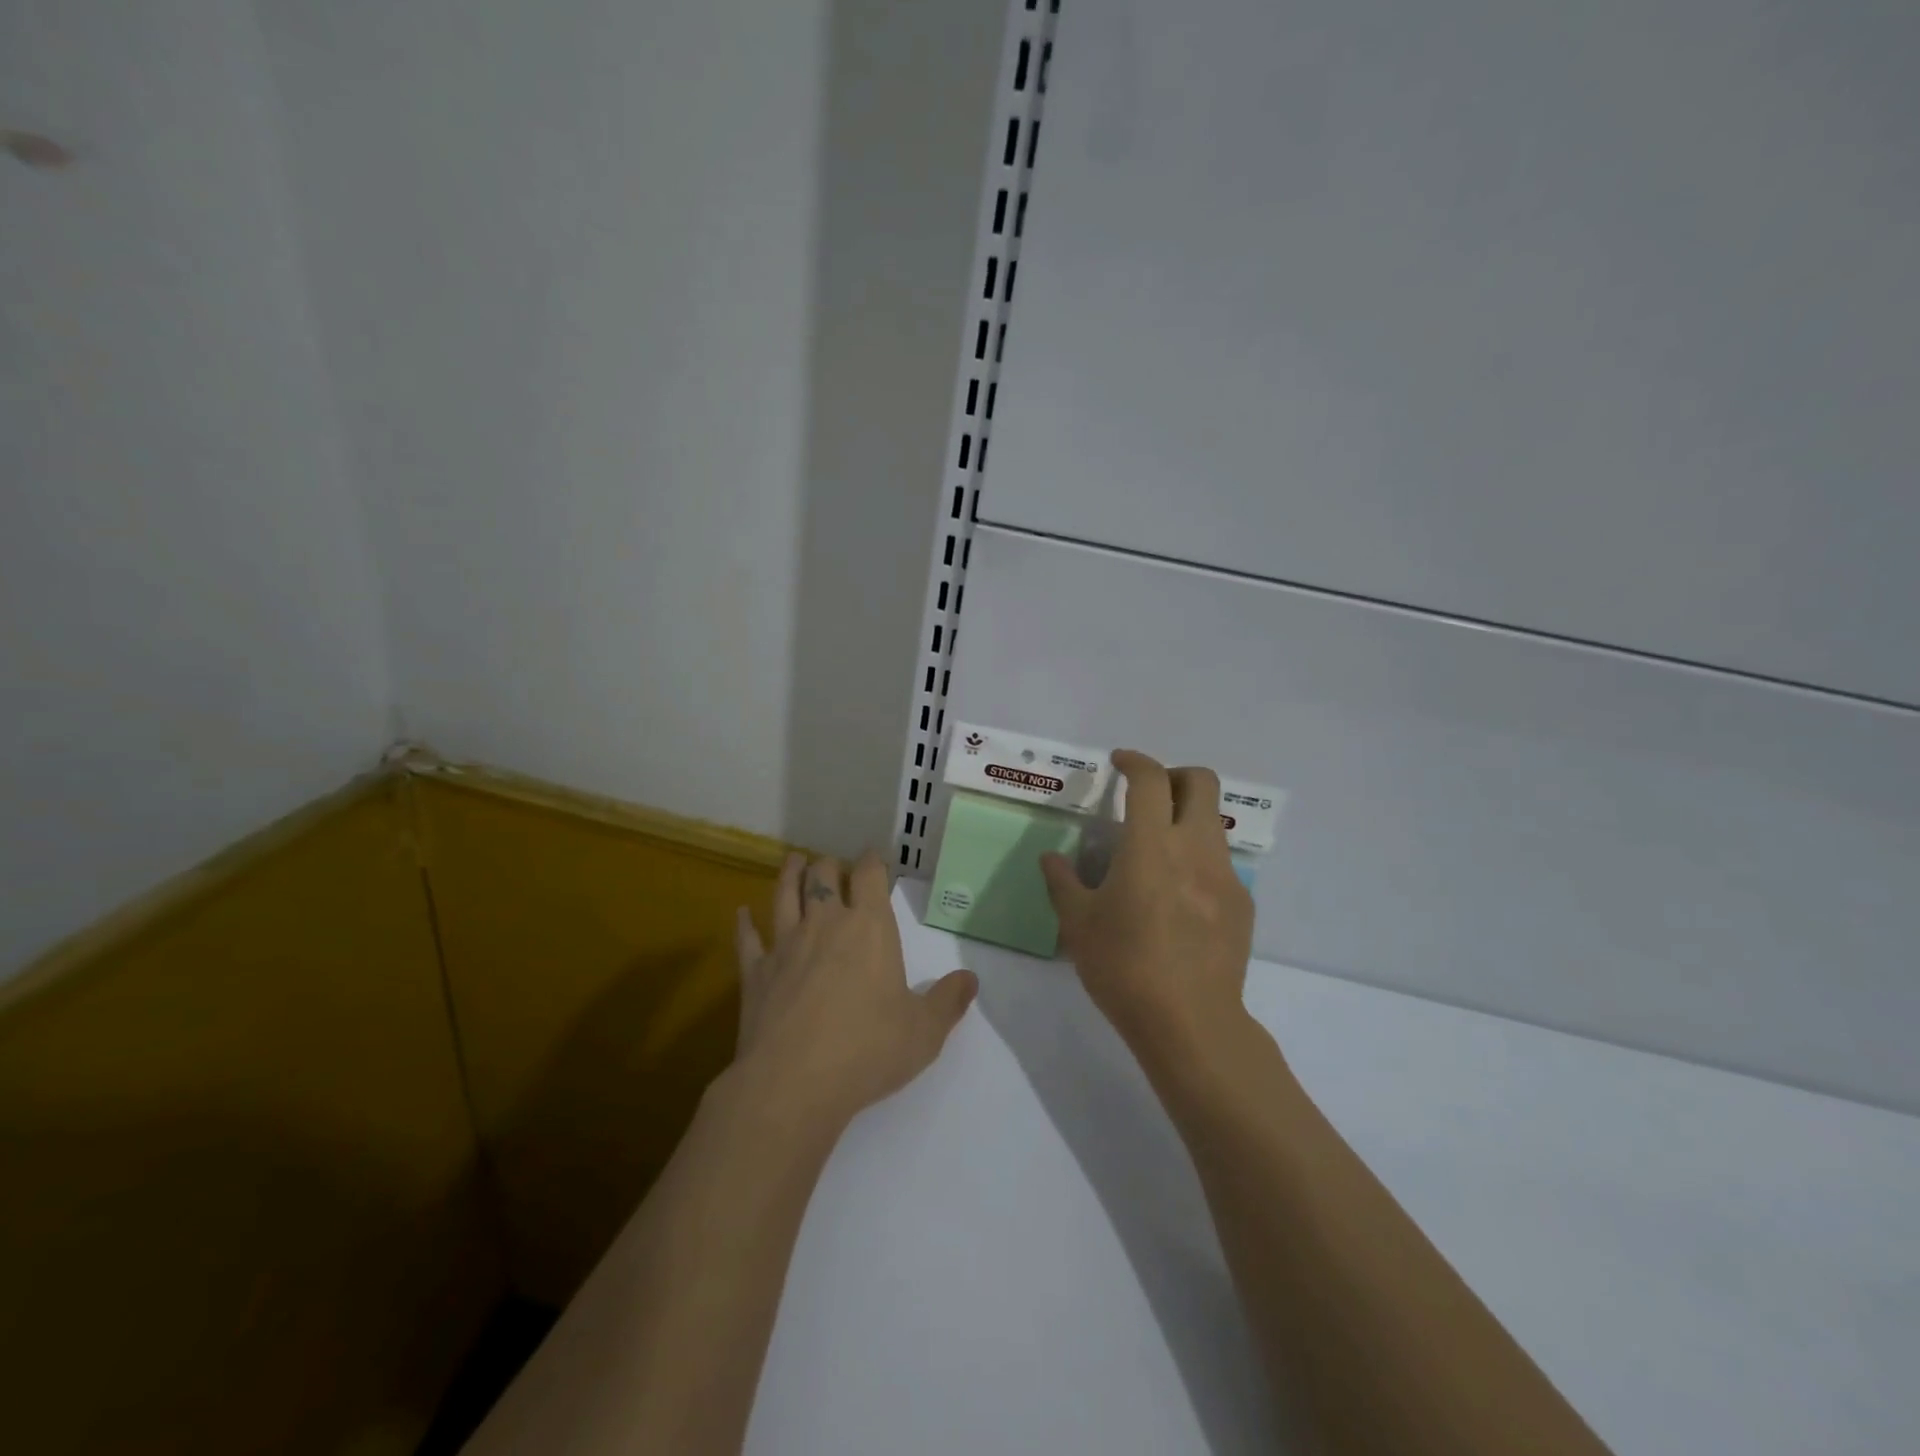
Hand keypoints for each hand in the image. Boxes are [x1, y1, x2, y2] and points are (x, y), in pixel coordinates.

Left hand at [732, 851, 977, 1131]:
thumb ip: (949, 1001)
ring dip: (790, 875)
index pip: (870, 876)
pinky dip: (745, 924)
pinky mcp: (755, 972)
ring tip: (794, 861)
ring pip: (785, 895)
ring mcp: (785, 945)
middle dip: (830, 866)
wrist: (794, 1082)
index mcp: (869, 928)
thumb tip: (971, 979)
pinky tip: (741, 913)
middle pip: (824, 877)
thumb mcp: (924, 1031)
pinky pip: (748, 939)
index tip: (873, 856)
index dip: (872, 861)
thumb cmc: (867, 1049)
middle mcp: (825, 924)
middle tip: (833, 865)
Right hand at [1040, 751, 1255, 1071]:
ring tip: (1159, 853)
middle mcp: (1195, 849)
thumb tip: (1051, 858)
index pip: (1150, 779)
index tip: (1118, 763)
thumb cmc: (1124, 967)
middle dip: (1174, 775)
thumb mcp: (1078, 924)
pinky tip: (1178, 898)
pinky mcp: (1242, 905)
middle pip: (1202, 782)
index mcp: (1151, 846)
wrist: (1189, 1023)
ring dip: (1187, 818)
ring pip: (1214, 822)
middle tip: (1148, 796)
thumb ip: (1062, 882)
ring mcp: (1225, 876)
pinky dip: (1198, 860)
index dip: (1134, 761)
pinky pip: (1221, 863)